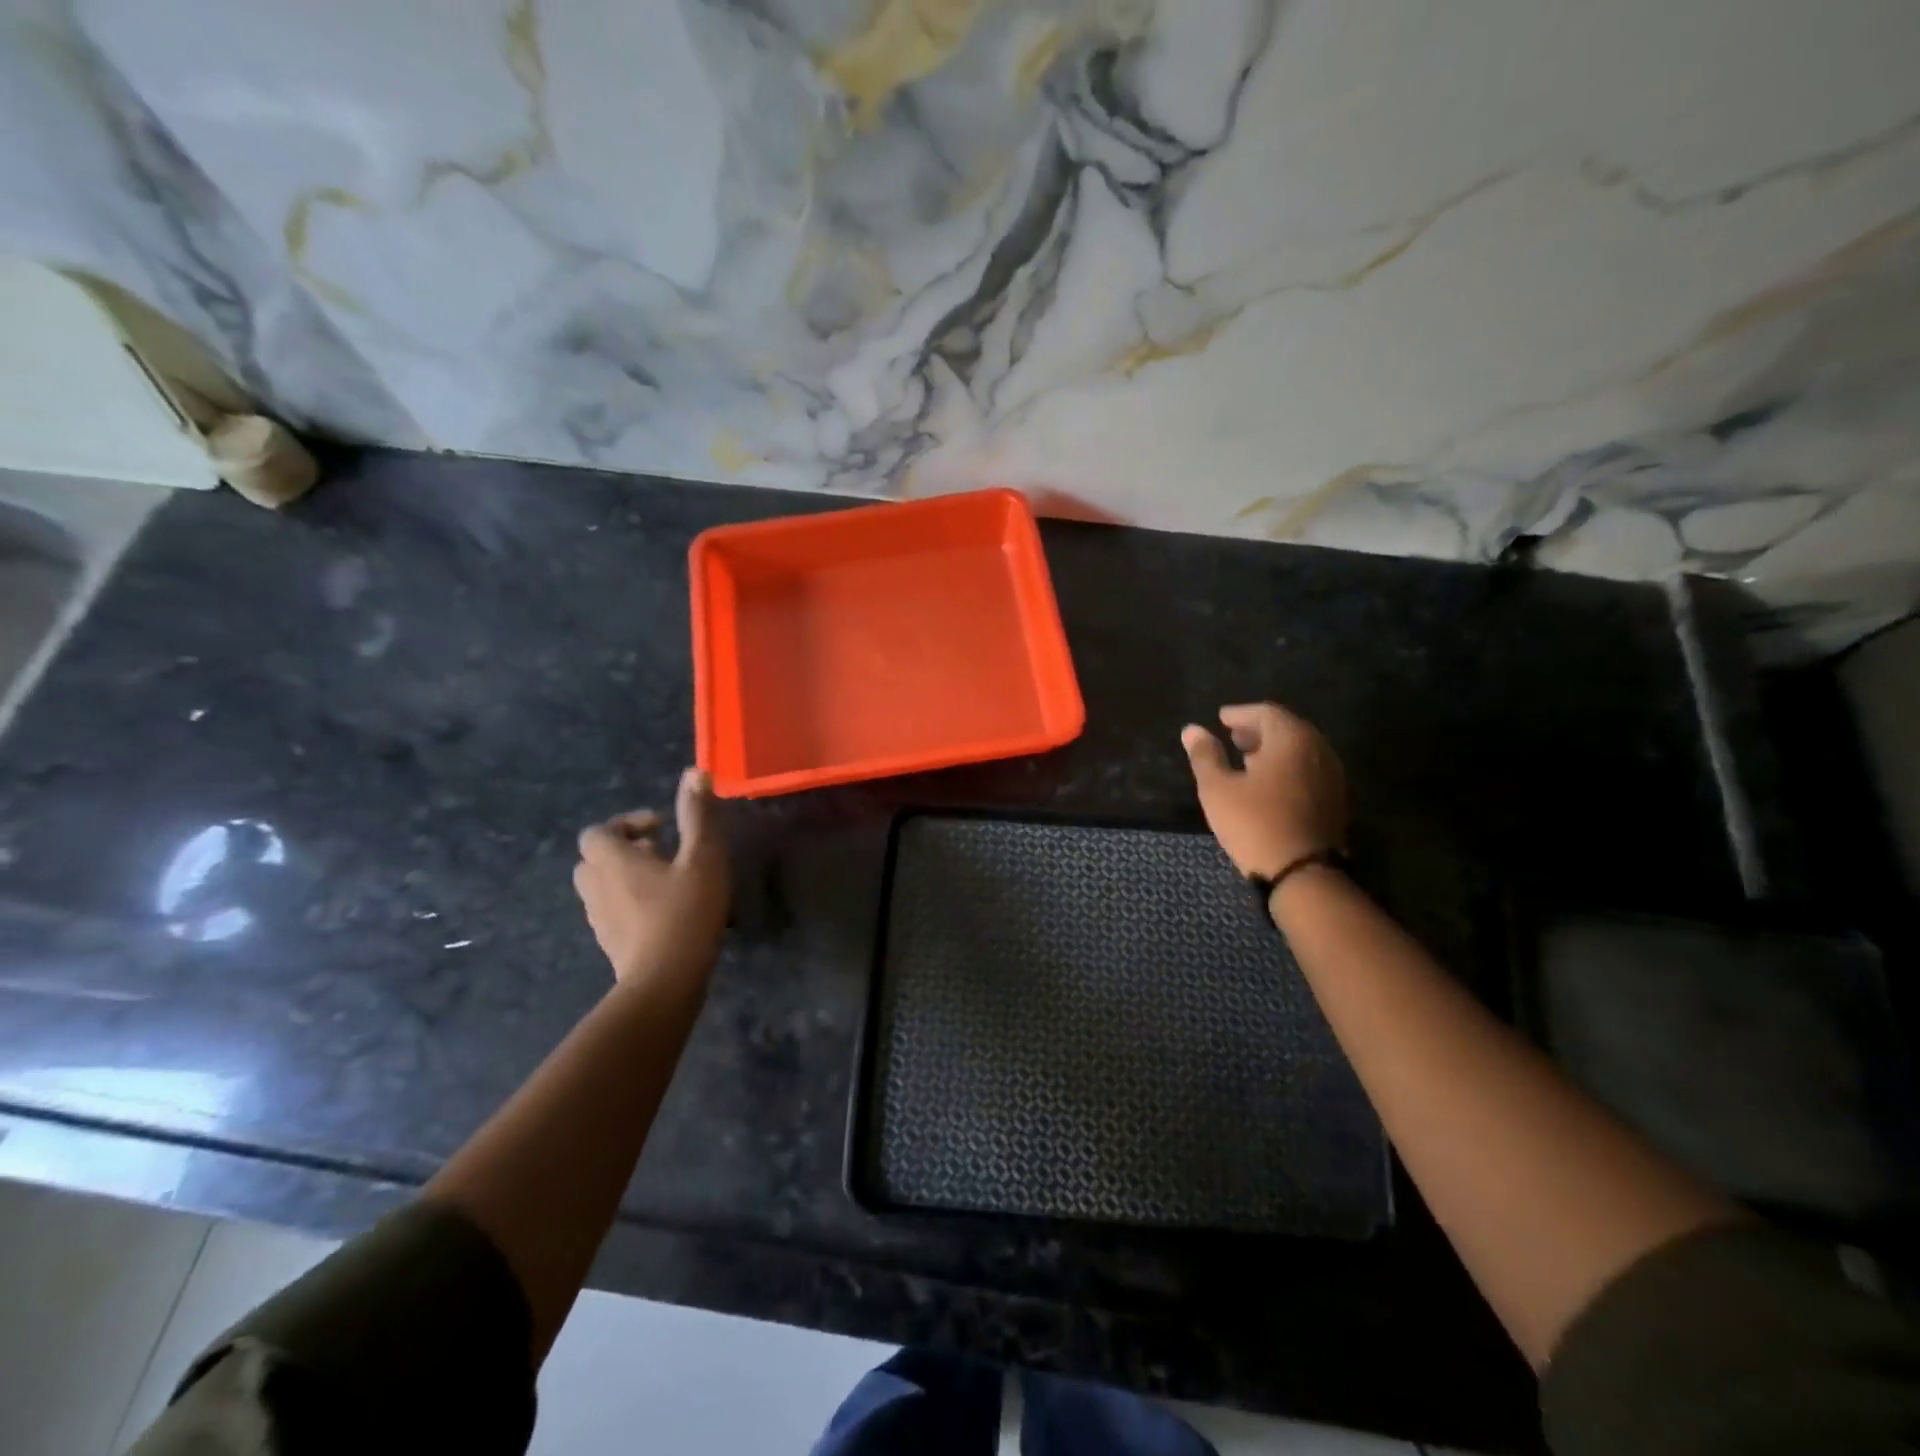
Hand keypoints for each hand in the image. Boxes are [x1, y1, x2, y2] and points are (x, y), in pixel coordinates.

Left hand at [573, 767, 729, 989]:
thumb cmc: (685, 911)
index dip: (627, 823)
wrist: (665, 981)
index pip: (598, 831)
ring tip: (666, 882)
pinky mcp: (609, 943)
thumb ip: (698, 815)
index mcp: (612, 860)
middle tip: (662, 853)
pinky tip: (664, 913)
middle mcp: (595, 886)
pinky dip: (630, 903)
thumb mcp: (702, 857)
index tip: (662, 828)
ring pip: (601, 887)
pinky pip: (612, 912)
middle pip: (595, 858)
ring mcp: (598, 918)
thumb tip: (695, 772)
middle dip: (625, 850)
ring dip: (627, 877)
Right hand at [1181, 703, 1347, 879]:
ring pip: (1300, 750)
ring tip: (1248, 761)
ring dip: (1273, 750)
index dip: (1240, 713)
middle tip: (1233, 738)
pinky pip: (1308, 770)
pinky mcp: (1335, 800)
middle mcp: (1318, 750)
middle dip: (1258, 730)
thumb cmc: (1254, 823)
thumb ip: (1205, 755)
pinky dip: (1287, 767)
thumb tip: (1192, 730)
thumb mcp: (1217, 789)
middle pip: (1287, 729)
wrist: (1303, 872)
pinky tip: (1269, 784)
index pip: (1266, 712)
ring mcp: (1331, 775)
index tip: (1221, 719)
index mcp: (1291, 739)